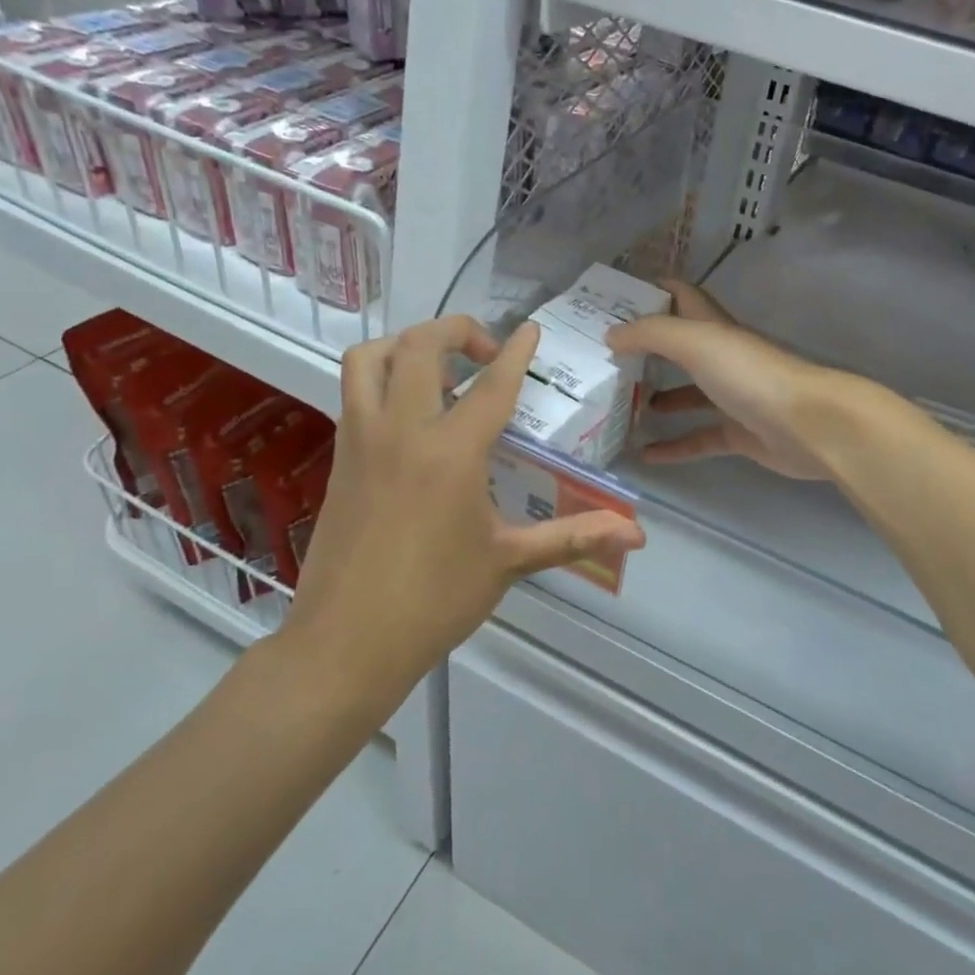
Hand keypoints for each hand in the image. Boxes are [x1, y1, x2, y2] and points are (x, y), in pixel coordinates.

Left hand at [281, 316, 645, 708]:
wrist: (345, 643)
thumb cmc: (434, 600)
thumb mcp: (509, 562)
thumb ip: (574, 536)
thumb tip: (636, 535)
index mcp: (450, 452)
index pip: (492, 385)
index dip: (516, 352)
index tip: (531, 330)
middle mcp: (401, 431)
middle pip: (419, 346)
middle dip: (457, 331)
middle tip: (486, 354)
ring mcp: (360, 441)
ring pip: (369, 359)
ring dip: (405, 346)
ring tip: (438, 372)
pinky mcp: (339, 459)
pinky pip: (353, 394)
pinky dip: (381, 380)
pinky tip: (410, 417)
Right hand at [606, 281, 856, 481]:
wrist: (807, 425)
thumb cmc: (750, 375)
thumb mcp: (695, 343)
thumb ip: (651, 334)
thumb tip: (611, 334)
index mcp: (714, 328)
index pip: (681, 297)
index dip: (652, 292)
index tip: (614, 299)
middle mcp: (722, 358)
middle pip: (679, 348)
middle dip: (645, 351)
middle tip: (605, 360)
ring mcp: (732, 397)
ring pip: (687, 395)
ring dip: (656, 399)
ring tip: (620, 406)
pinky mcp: (738, 433)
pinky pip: (699, 438)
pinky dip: (674, 446)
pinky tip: (645, 455)